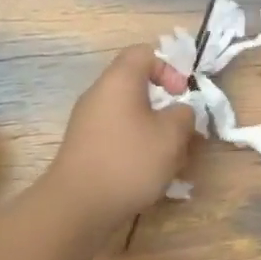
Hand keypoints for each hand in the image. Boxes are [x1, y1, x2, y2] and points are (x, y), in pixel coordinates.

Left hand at [41, 44, 195, 241]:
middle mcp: (99, 94)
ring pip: (130, 115)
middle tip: (181, 132)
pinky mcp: (84, 147)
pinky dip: (136, 147)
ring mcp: (88, 122)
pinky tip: (148, 175)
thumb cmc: (128, 161)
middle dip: (165, 107)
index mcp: (119, 80)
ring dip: (154, 132)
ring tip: (170, 160)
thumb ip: (184, 115)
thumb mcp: (171, 136)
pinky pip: (117, 135)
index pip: (144, 53)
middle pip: (137, 86)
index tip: (181, 95)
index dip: (169, 68)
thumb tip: (179, 112)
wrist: (76, 206)